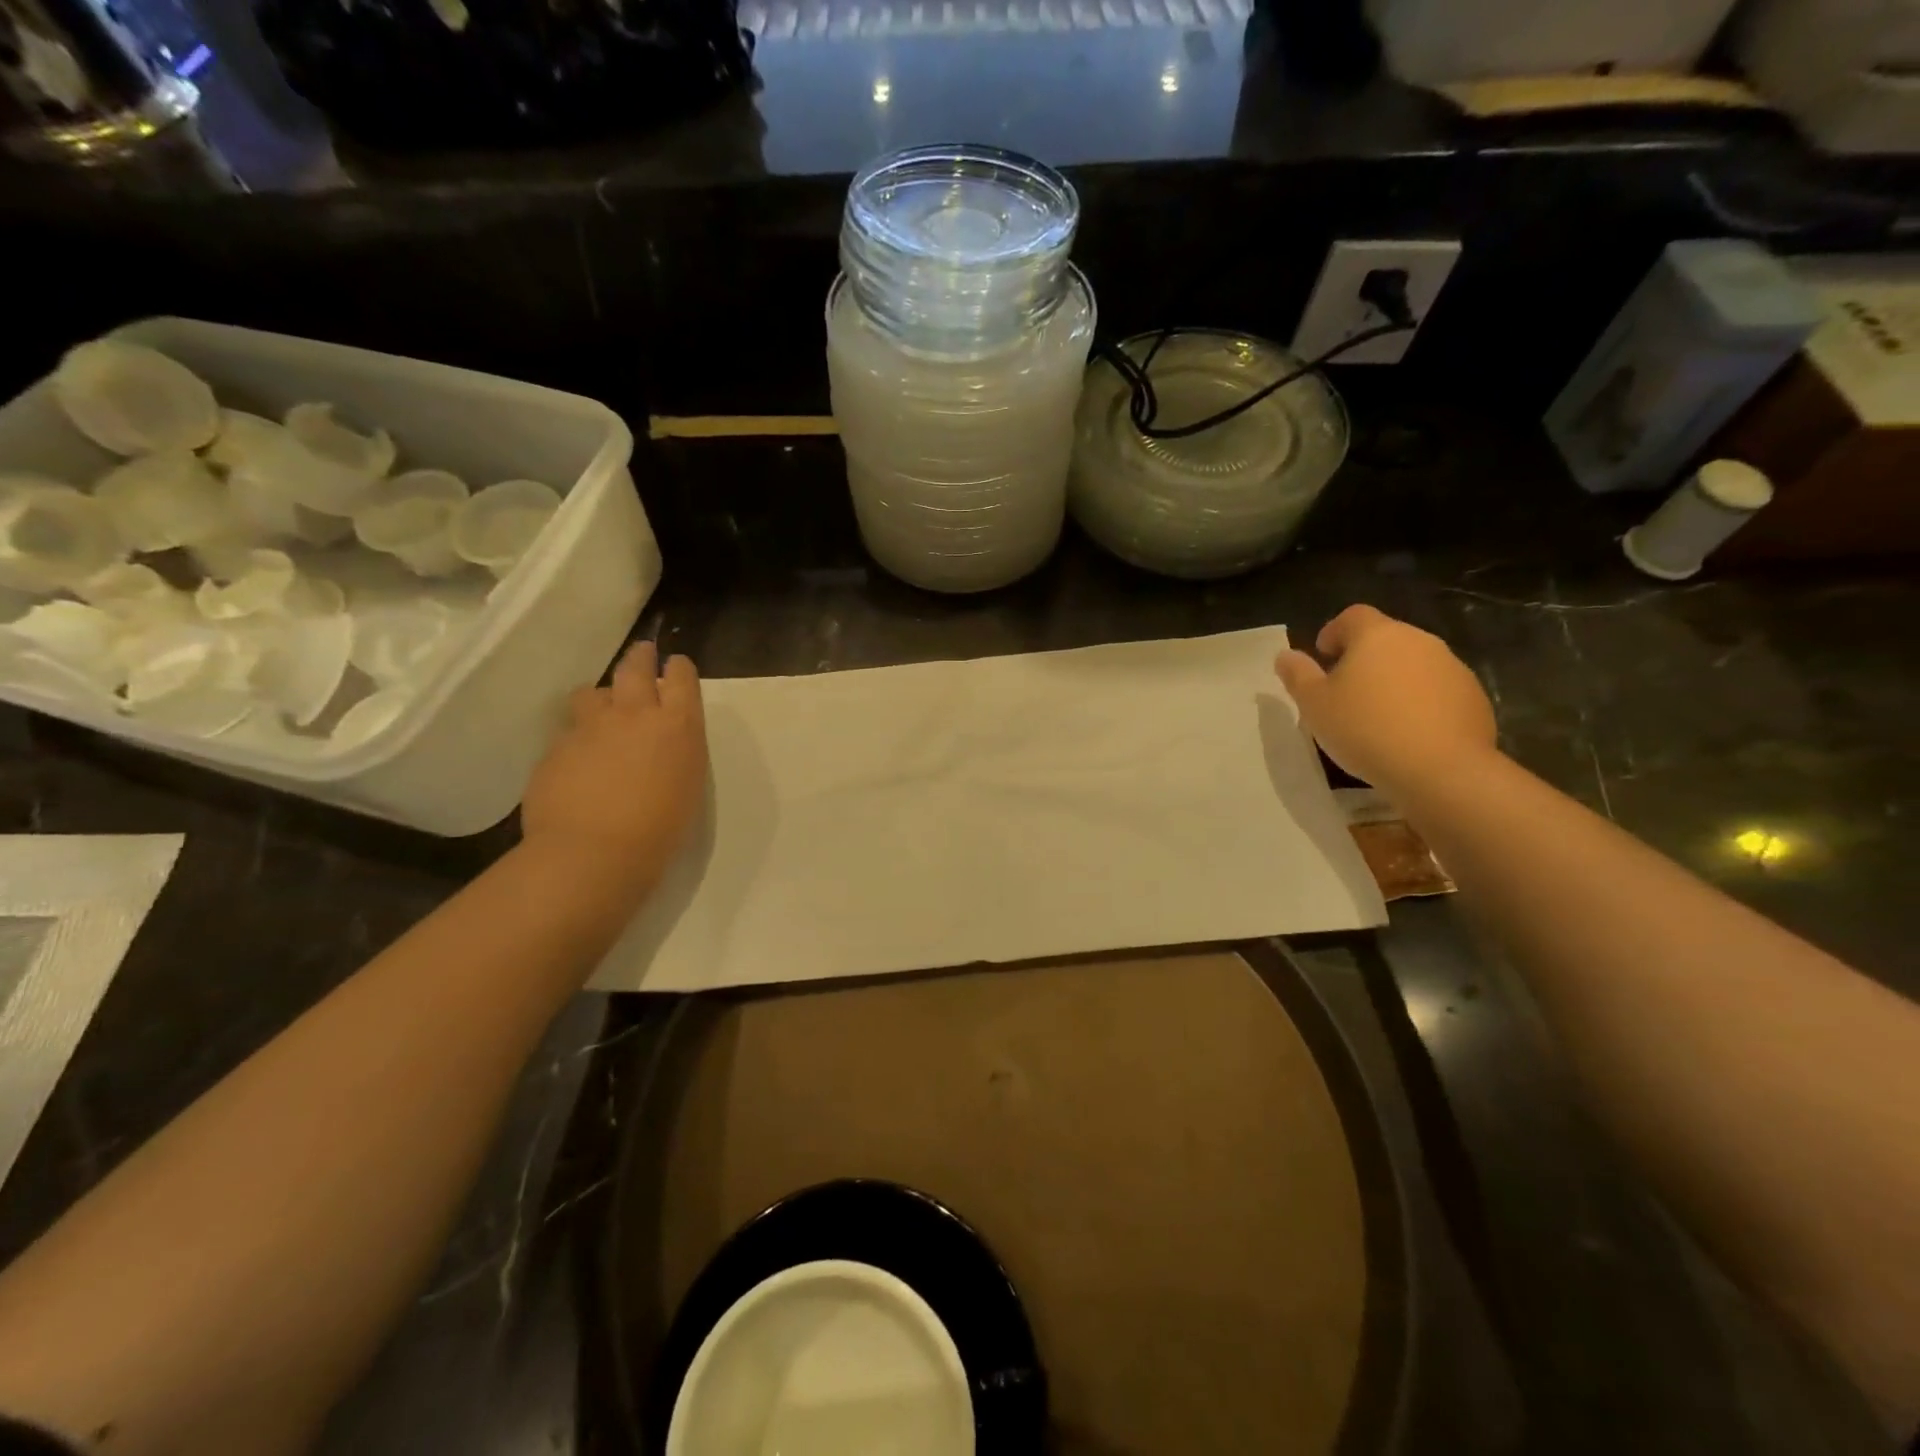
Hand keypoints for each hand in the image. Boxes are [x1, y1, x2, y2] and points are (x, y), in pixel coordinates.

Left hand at [521, 641, 707, 896]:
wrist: (594, 853)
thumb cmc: (660, 830)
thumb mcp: (687, 784)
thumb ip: (676, 751)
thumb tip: (662, 743)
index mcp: (678, 725)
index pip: (682, 676)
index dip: (678, 669)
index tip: (675, 668)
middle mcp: (634, 714)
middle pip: (635, 666)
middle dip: (640, 658)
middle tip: (642, 656)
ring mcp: (590, 727)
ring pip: (592, 693)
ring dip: (601, 698)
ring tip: (602, 714)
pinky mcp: (556, 747)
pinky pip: (568, 732)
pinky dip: (576, 739)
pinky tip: (578, 763)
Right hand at [1274, 604, 1496, 793]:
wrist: (1441, 769)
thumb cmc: (1364, 729)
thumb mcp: (1314, 705)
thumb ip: (1297, 675)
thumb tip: (1286, 655)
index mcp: (1377, 636)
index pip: (1352, 616)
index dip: (1334, 632)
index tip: (1323, 656)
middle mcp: (1418, 641)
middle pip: (1385, 638)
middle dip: (1363, 657)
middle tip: (1345, 690)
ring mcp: (1451, 667)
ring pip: (1413, 663)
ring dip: (1393, 679)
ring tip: (1377, 715)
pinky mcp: (1473, 696)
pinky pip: (1437, 689)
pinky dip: (1420, 701)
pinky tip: (1408, 732)